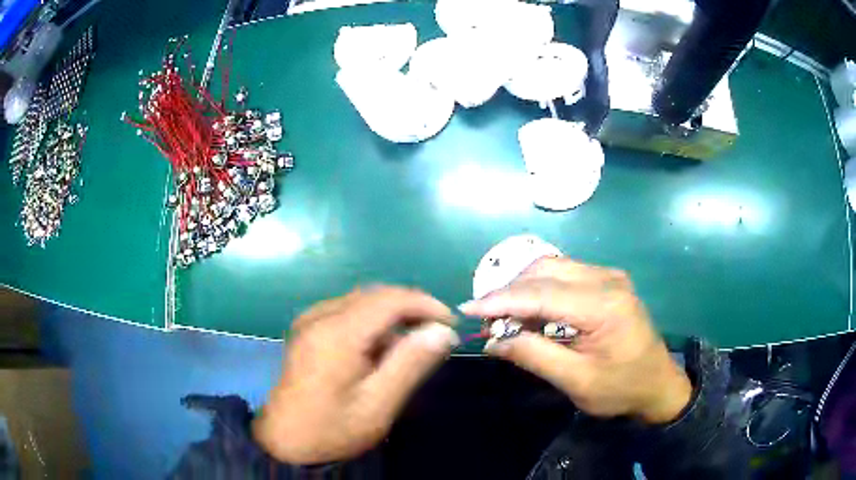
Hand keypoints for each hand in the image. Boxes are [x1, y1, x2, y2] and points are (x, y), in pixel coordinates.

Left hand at [253, 286, 458, 463]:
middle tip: (436, 336)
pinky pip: (347, 311)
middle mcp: (320, 316)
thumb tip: (443, 331)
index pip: (390, 299)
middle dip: (411, 309)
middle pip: (376, 295)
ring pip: (362, 300)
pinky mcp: (307, 328)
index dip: (426, 305)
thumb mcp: (378, 405)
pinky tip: (380, 348)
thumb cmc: (333, 429)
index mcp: (336, 333)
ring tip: (412, 345)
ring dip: (392, 315)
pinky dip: (373, 321)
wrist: (286, 441)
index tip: (451, 325)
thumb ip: (411, 364)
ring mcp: (309, 319)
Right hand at [459, 257, 691, 424]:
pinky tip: (530, 312)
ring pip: (551, 267)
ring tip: (504, 319)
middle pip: (544, 270)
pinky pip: (564, 275)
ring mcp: (608, 276)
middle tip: (487, 321)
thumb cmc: (621, 388)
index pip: (542, 293)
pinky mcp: (606, 281)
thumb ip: (533, 356)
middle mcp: (607, 279)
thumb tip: (491, 341)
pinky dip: (539, 290)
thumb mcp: (576, 381)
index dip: (500, 300)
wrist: (658, 382)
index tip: (467, 309)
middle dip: (509, 293)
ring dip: (522, 289)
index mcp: (605, 305)